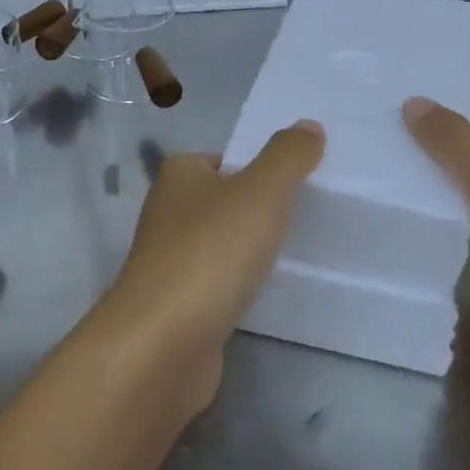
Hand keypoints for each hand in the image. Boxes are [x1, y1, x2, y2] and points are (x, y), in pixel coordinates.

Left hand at [101, 122, 324, 410]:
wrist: (161, 344)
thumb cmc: (211, 252)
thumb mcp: (260, 192)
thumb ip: (288, 156)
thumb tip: (308, 126)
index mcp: (179, 174)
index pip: (226, 159)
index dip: (261, 168)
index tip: (300, 185)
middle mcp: (167, 211)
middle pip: (224, 201)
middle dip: (259, 210)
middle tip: (307, 219)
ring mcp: (168, 261)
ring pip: (220, 244)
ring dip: (249, 251)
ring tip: (294, 257)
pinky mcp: (176, 305)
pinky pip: (217, 283)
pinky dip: (239, 286)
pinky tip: (264, 296)